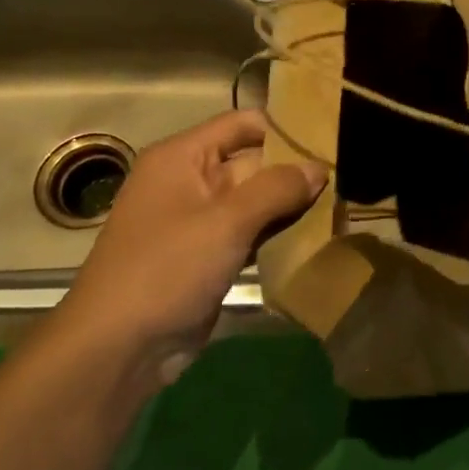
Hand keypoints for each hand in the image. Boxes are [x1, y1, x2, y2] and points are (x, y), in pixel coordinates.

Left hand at [55, 110, 324, 385]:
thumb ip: (276, 189)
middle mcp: (191, 181)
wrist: (121, 345)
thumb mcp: (225, 222)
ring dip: (292, 206)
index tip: (331, 137)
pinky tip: (317, 236)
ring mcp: (200, 222)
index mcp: (182, 157)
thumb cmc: (167, 269)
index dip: (284, 128)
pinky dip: (278, 235)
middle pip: (253, 163)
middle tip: (348, 176)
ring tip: (342, 204)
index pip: (241, 124)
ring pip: (256, 202)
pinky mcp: (210, 257)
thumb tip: (318, 168)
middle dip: (295, 171)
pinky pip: (250, 234)